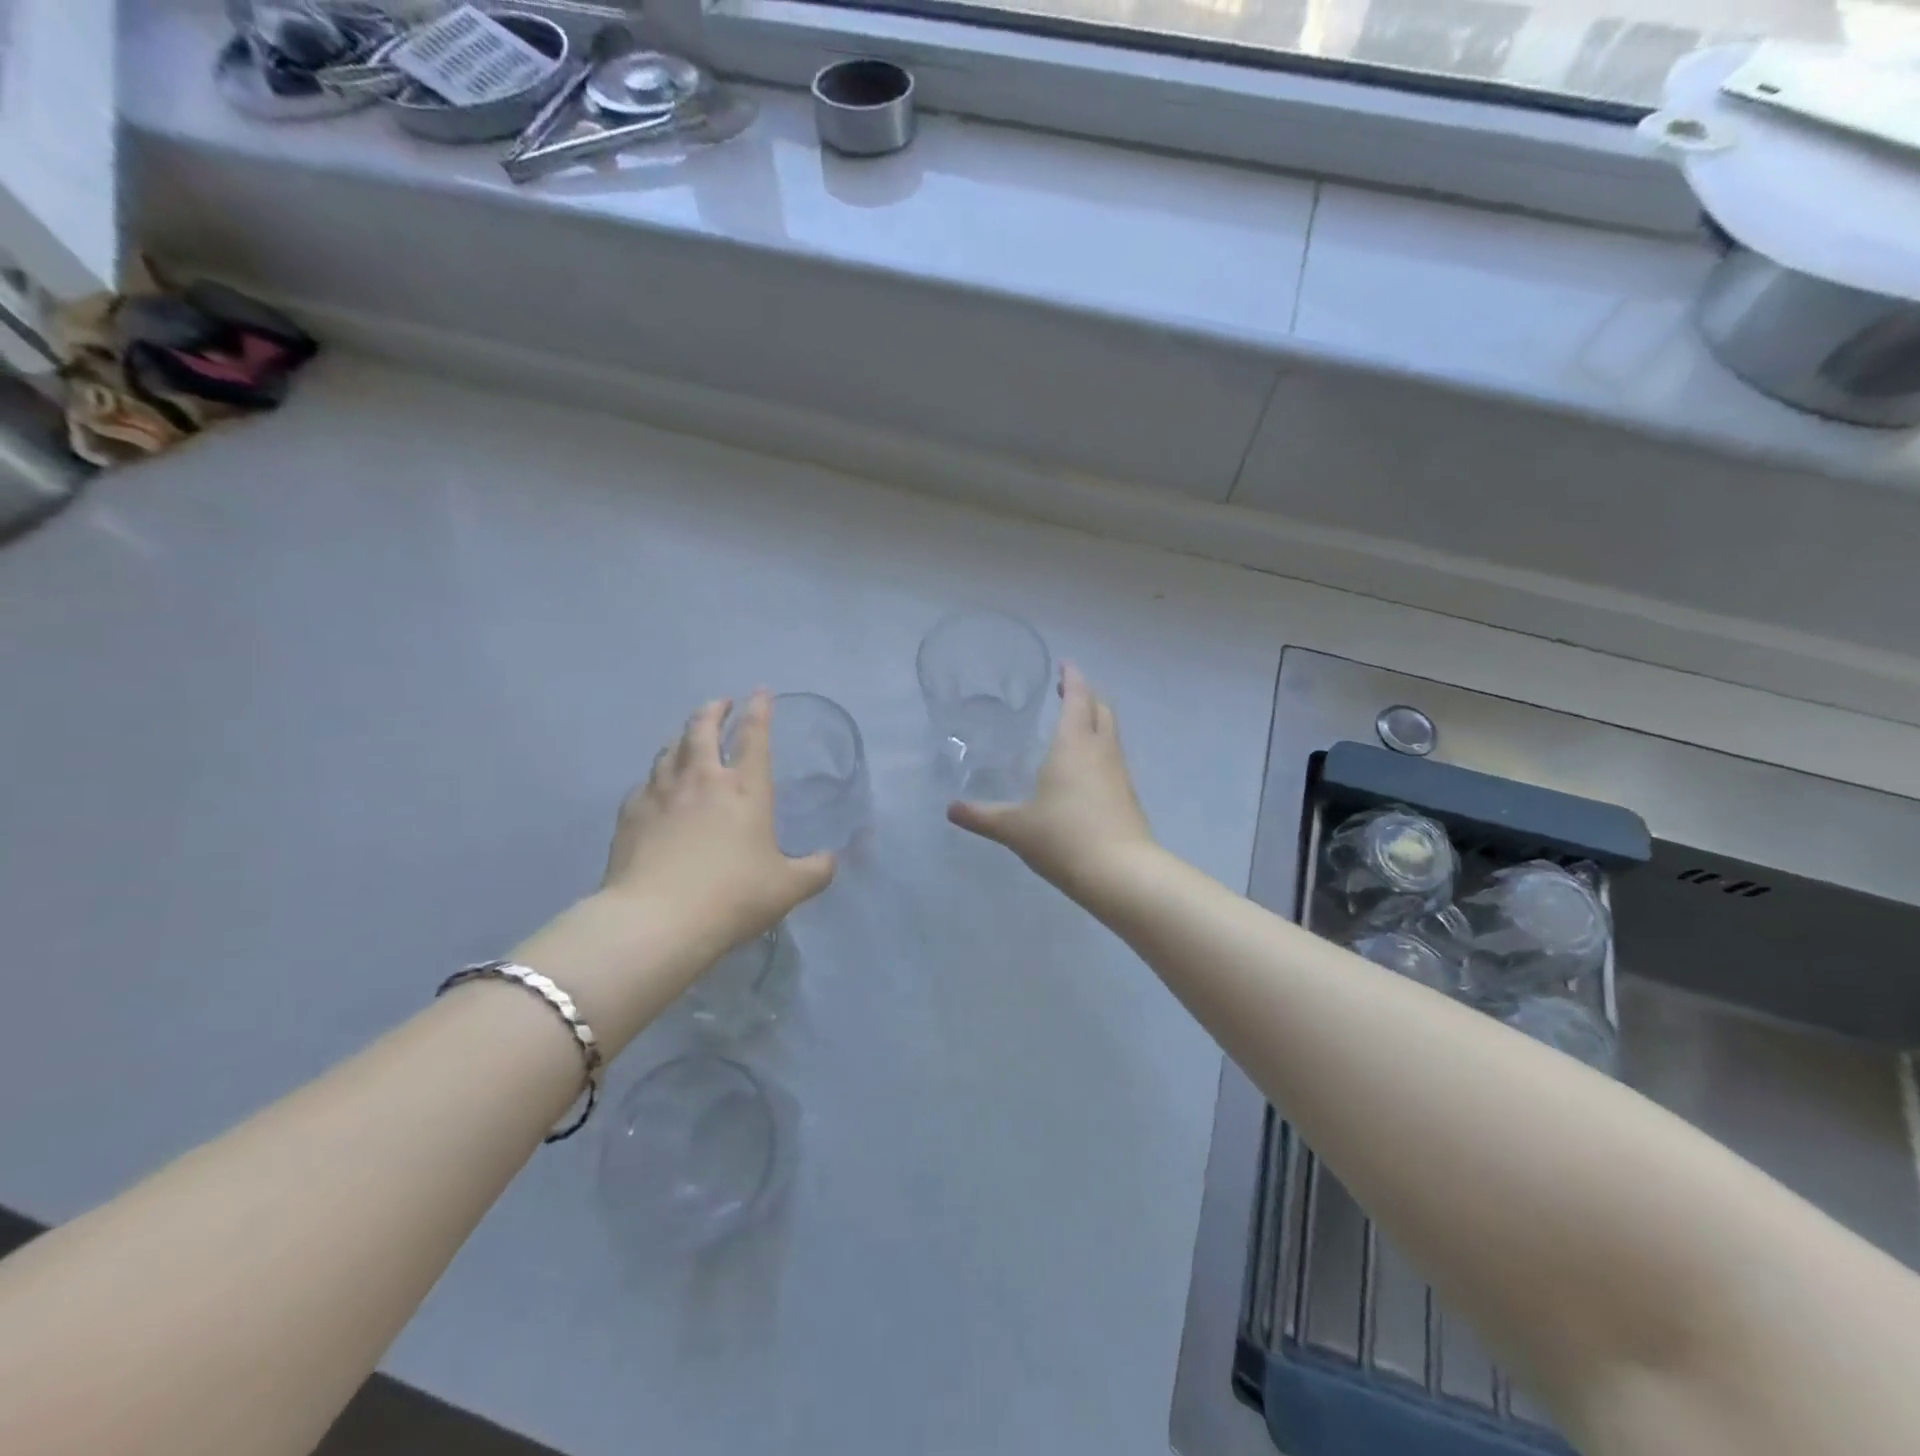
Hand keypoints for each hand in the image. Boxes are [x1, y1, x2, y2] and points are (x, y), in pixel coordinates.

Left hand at [601, 692, 835, 949]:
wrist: (656, 921)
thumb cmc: (732, 897)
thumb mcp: (788, 888)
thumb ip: (815, 870)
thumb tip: (831, 860)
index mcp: (745, 788)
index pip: (754, 735)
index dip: (759, 709)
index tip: (761, 692)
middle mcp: (701, 779)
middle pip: (702, 728)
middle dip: (714, 710)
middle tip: (721, 704)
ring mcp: (660, 793)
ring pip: (669, 750)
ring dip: (682, 737)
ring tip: (687, 739)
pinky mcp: (630, 814)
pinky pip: (644, 783)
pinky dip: (656, 776)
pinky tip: (655, 787)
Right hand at [947, 663, 1154, 900]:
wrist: (1120, 873)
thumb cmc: (1063, 837)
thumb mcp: (1015, 827)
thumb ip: (983, 816)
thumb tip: (951, 809)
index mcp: (1073, 744)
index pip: (1078, 697)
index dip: (1073, 677)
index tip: (1065, 664)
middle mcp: (1101, 750)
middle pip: (1101, 709)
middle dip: (1086, 696)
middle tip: (1067, 691)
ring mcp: (1119, 773)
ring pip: (1111, 734)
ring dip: (1096, 721)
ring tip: (1074, 725)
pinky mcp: (1128, 796)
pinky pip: (1114, 759)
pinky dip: (1100, 750)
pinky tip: (1084, 769)